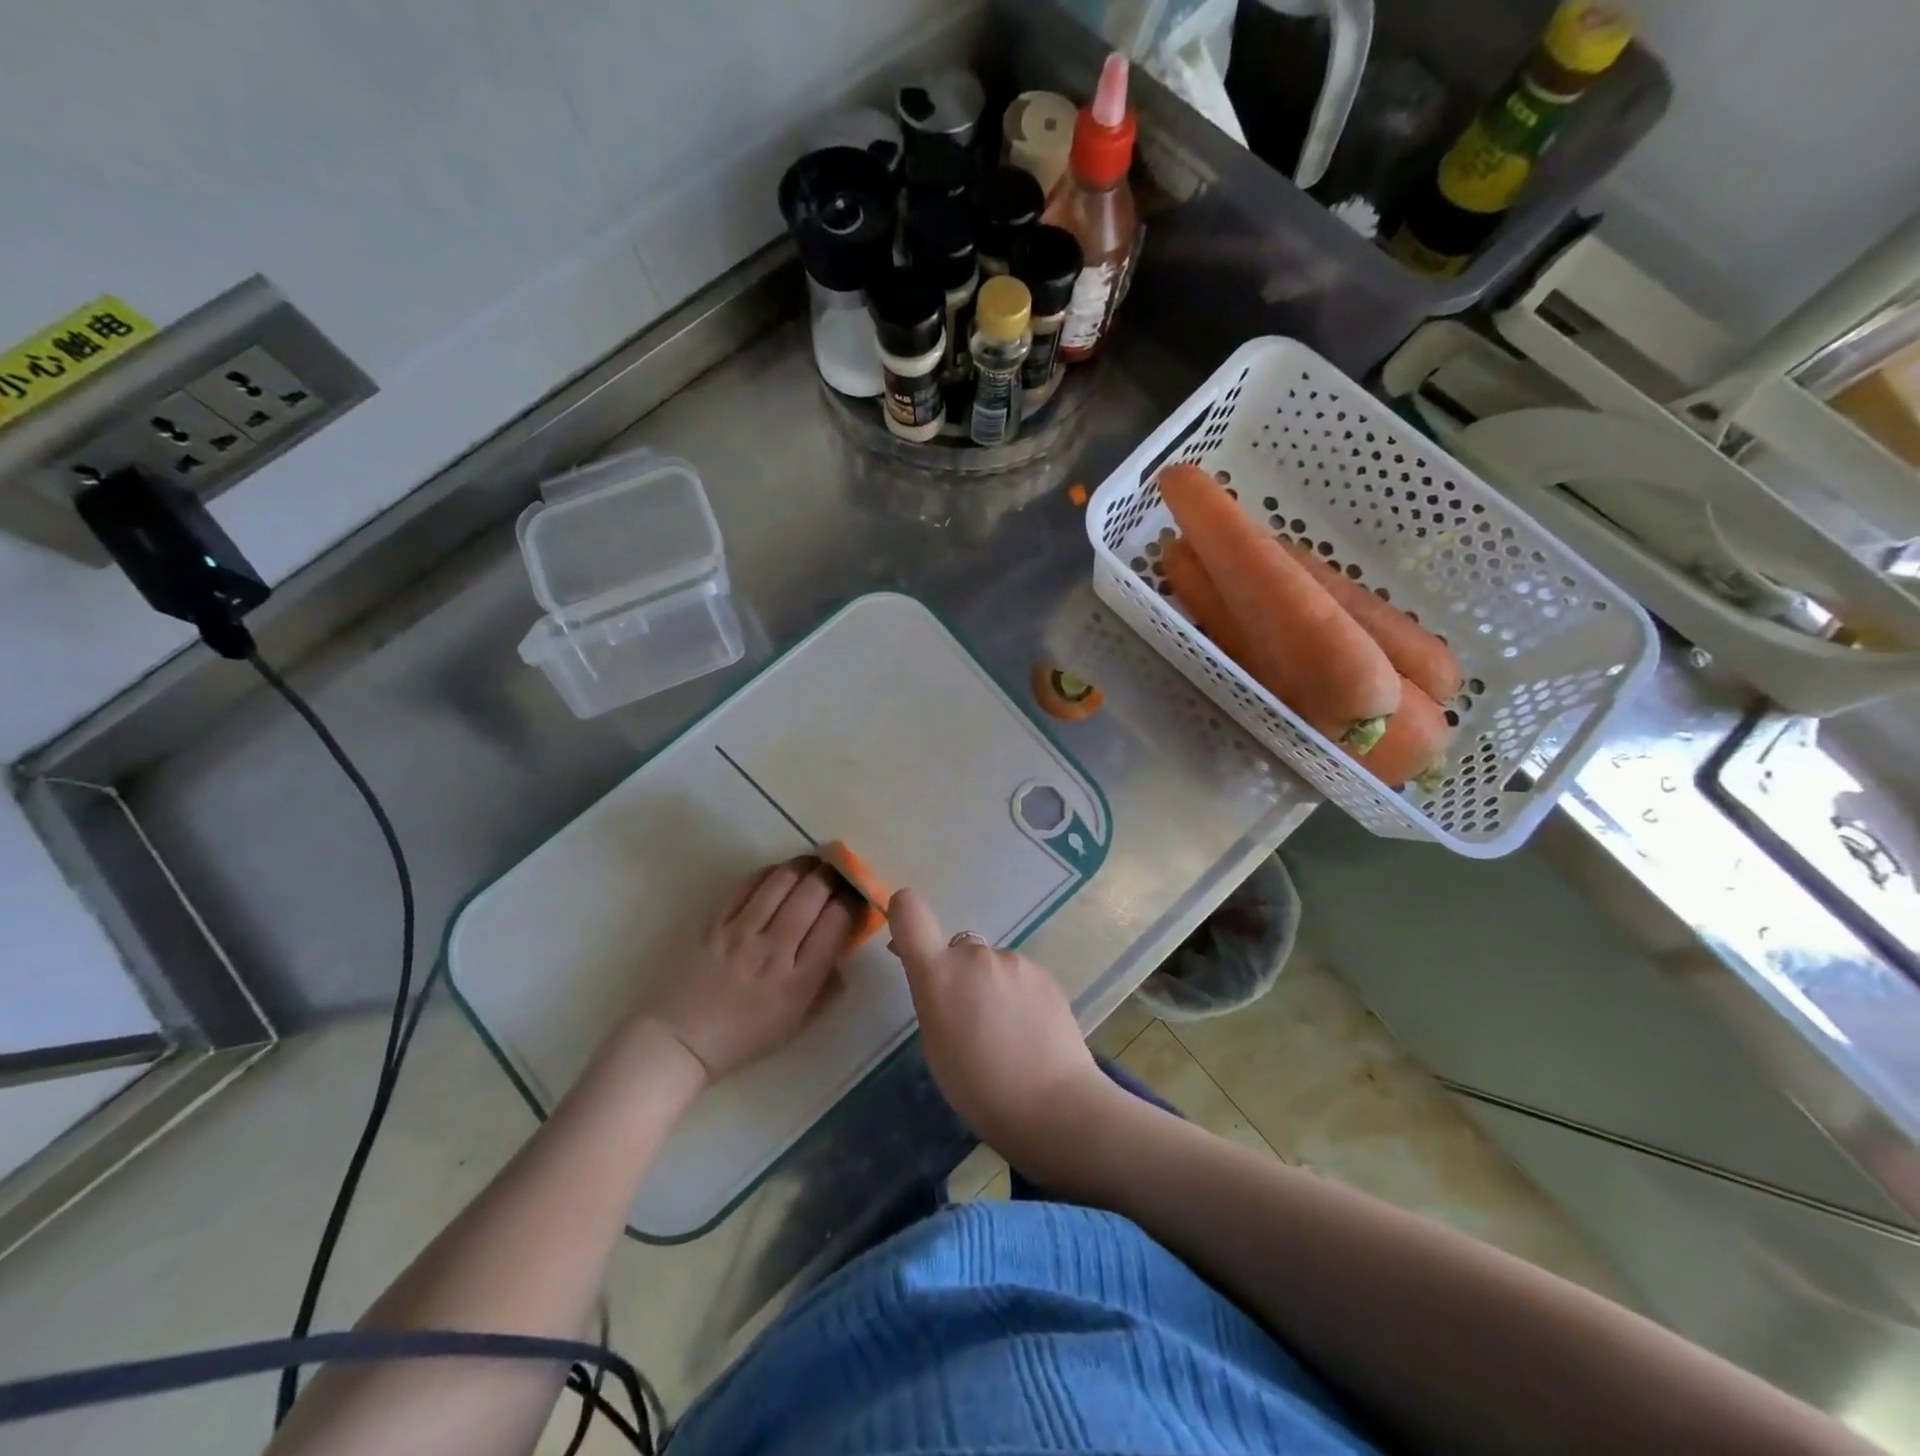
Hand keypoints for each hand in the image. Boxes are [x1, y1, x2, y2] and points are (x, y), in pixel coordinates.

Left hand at [645, 858, 855, 1080]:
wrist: (680, 1040)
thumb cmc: (744, 1038)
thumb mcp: (797, 1024)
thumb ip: (828, 986)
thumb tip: (846, 947)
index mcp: (798, 982)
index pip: (837, 924)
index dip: (853, 901)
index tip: (857, 896)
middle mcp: (773, 951)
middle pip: (813, 894)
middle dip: (834, 875)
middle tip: (841, 871)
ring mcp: (741, 933)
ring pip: (782, 881)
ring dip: (805, 865)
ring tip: (816, 862)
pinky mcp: (715, 922)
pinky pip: (748, 885)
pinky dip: (771, 872)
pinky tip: (781, 873)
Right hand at [887, 888, 1116, 1167]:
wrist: (1051, 1103)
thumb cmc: (977, 1086)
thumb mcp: (935, 1043)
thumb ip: (932, 996)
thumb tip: (933, 973)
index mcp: (939, 972)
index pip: (910, 911)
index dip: (904, 913)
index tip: (907, 938)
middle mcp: (975, 955)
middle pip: (958, 949)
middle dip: (959, 973)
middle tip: (971, 1019)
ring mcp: (1014, 961)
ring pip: (992, 965)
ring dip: (992, 986)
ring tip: (1007, 1033)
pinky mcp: (1045, 973)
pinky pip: (1020, 977)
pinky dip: (1019, 995)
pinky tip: (1031, 1031)